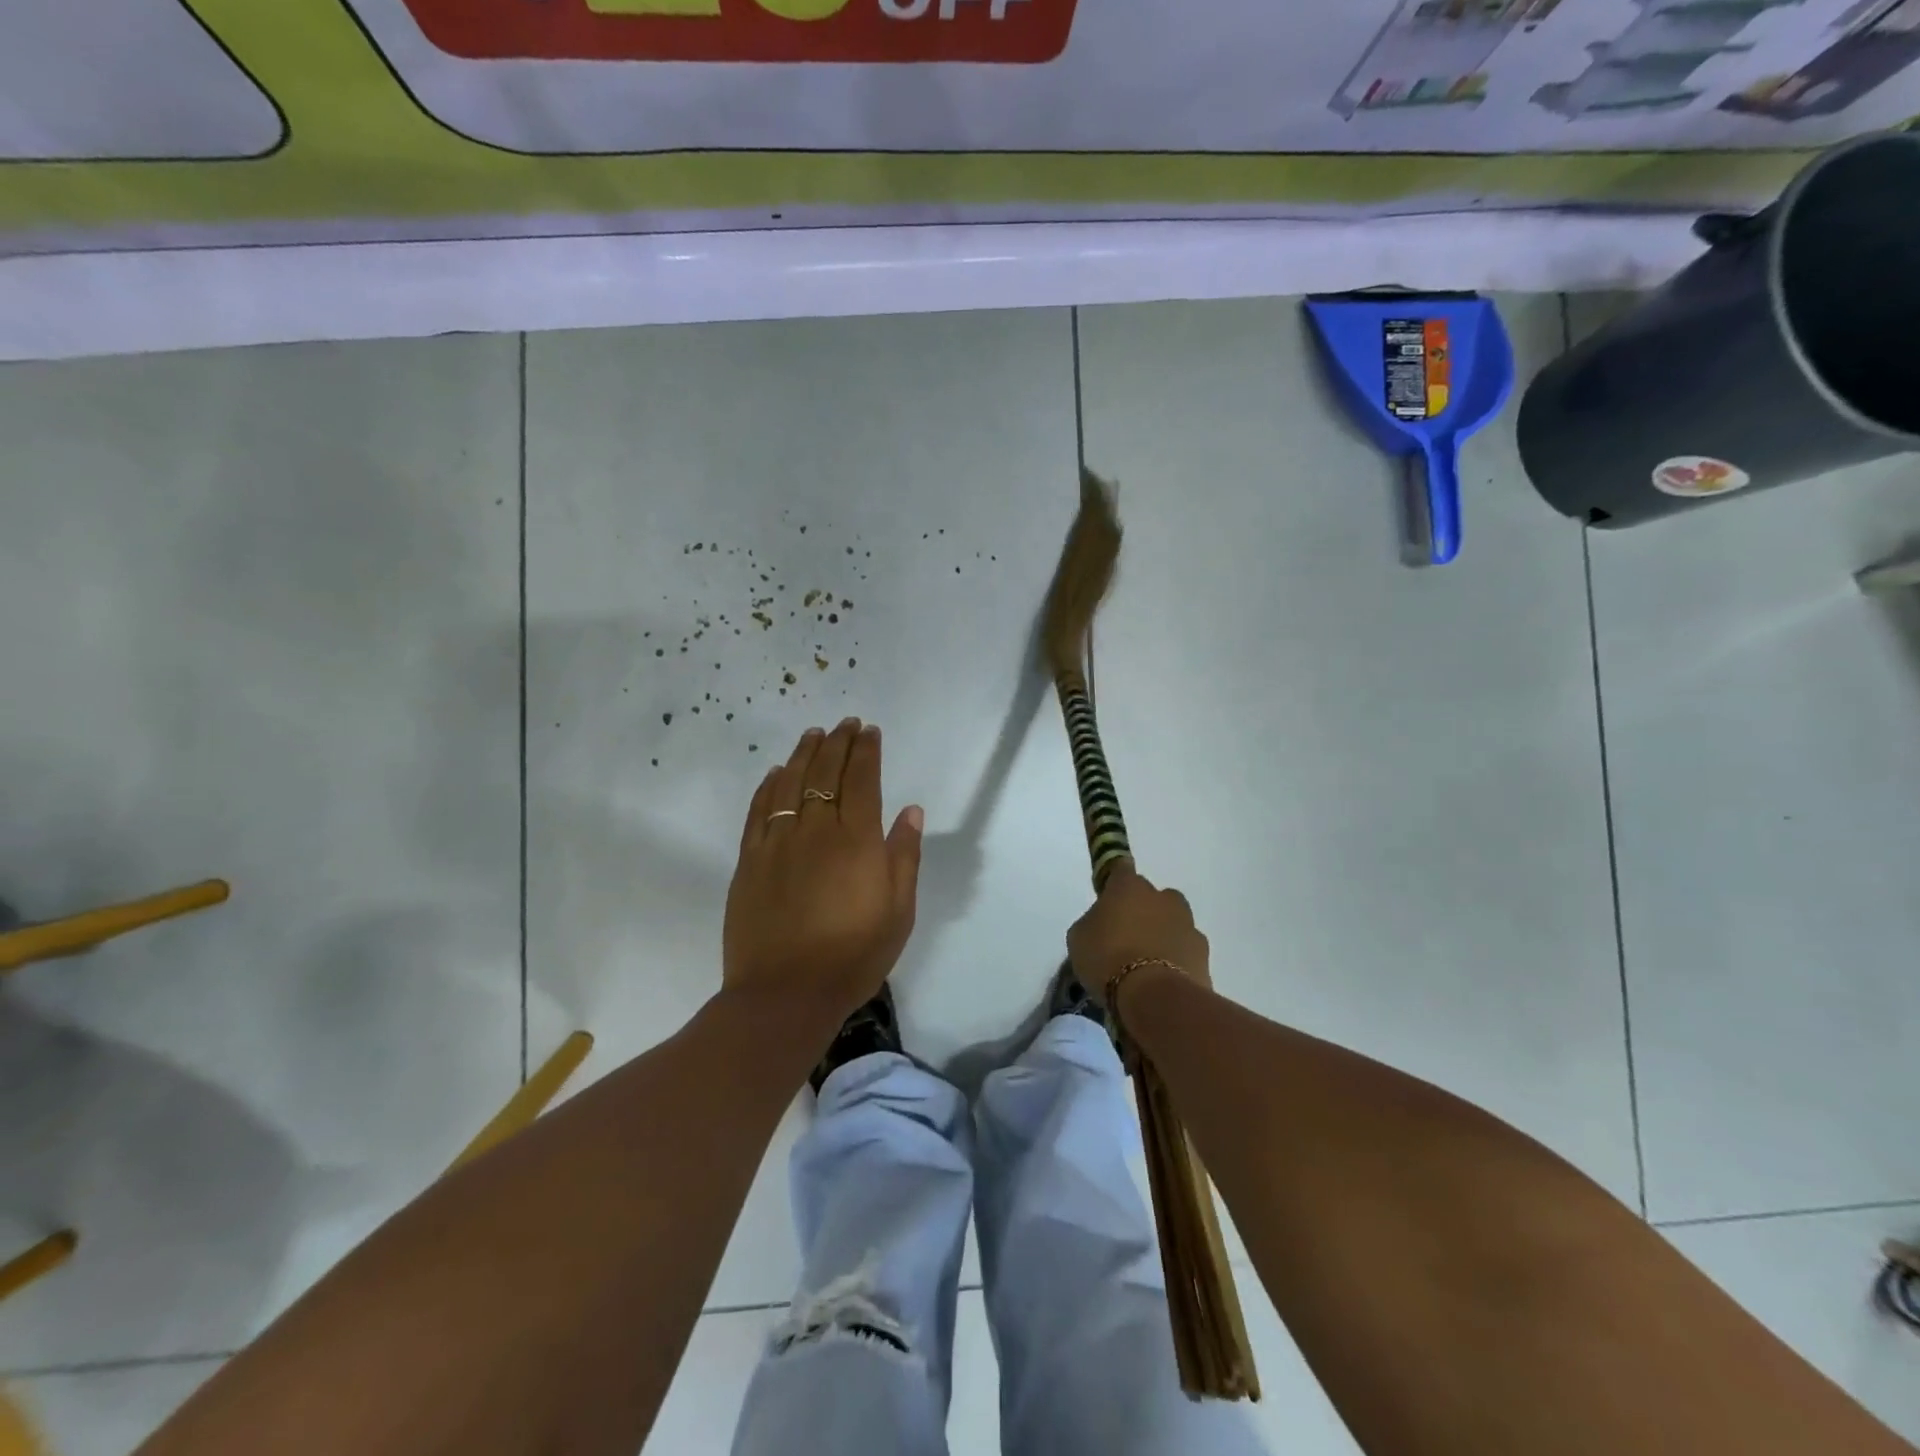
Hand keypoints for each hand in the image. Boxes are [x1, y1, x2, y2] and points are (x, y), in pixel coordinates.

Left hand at [722, 719, 923, 1021]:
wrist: (786, 994)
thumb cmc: (854, 956)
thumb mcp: (899, 912)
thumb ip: (904, 856)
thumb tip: (910, 810)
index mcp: (857, 841)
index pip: (862, 780)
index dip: (866, 751)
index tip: (869, 731)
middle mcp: (817, 830)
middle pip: (826, 773)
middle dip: (838, 743)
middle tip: (845, 724)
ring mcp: (778, 843)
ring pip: (790, 783)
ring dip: (803, 754)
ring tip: (813, 734)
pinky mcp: (750, 861)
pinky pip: (759, 811)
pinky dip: (769, 786)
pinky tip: (776, 773)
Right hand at [1066, 860, 1209, 1004]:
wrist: (1154, 997)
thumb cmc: (1107, 959)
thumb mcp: (1079, 938)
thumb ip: (1092, 922)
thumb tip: (1102, 923)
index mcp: (1129, 887)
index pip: (1120, 868)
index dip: (1113, 881)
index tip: (1106, 897)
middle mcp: (1162, 898)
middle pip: (1152, 897)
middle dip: (1142, 910)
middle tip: (1126, 936)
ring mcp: (1187, 925)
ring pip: (1173, 923)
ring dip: (1162, 935)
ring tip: (1146, 963)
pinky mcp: (1203, 954)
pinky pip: (1185, 950)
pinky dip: (1176, 960)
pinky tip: (1162, 980)